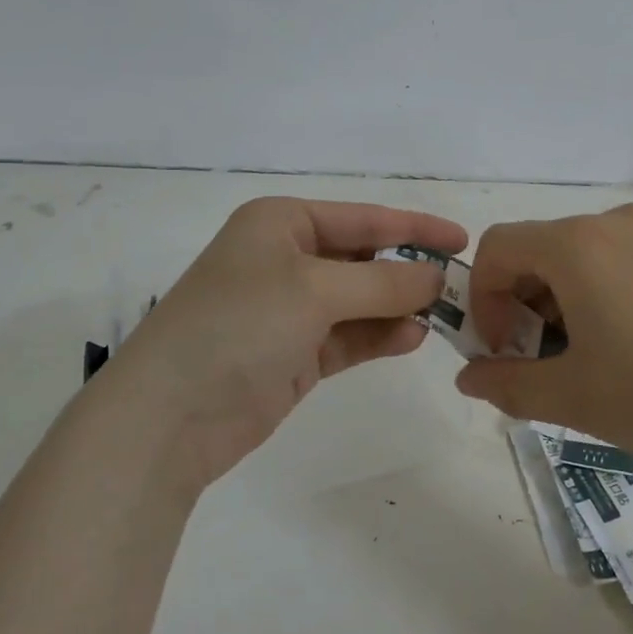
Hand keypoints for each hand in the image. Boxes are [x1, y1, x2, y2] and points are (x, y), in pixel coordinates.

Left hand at [104, 197, 466, 488]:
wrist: (169, 416)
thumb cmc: (240, 325)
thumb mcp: (315, 291)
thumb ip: (383, 283)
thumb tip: (436, 277)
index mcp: (281, 223)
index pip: (363, 218)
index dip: (414, 226)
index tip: (463, 240)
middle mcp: (285, 259)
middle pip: (363, 258)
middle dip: (408, 272)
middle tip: (460, 287)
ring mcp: (289, 310)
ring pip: (360, 300)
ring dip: (398, 307)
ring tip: (443, 318)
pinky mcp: (293, 354)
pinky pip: (348, 336)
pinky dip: (379, 336)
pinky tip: (412, 339)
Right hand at [454, 204, 632, 476]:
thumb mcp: (576, 398)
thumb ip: (508, 385)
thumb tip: (468, 377)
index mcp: (576, 245)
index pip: (496, 249)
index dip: (482, 300)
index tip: (503, 353)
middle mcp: (614, 224)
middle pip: (539, 251)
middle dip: (523, 307)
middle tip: (543, 367)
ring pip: (581, 260)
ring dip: (563, 306)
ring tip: (591, 366)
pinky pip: (623, 264)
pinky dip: (603, 298)